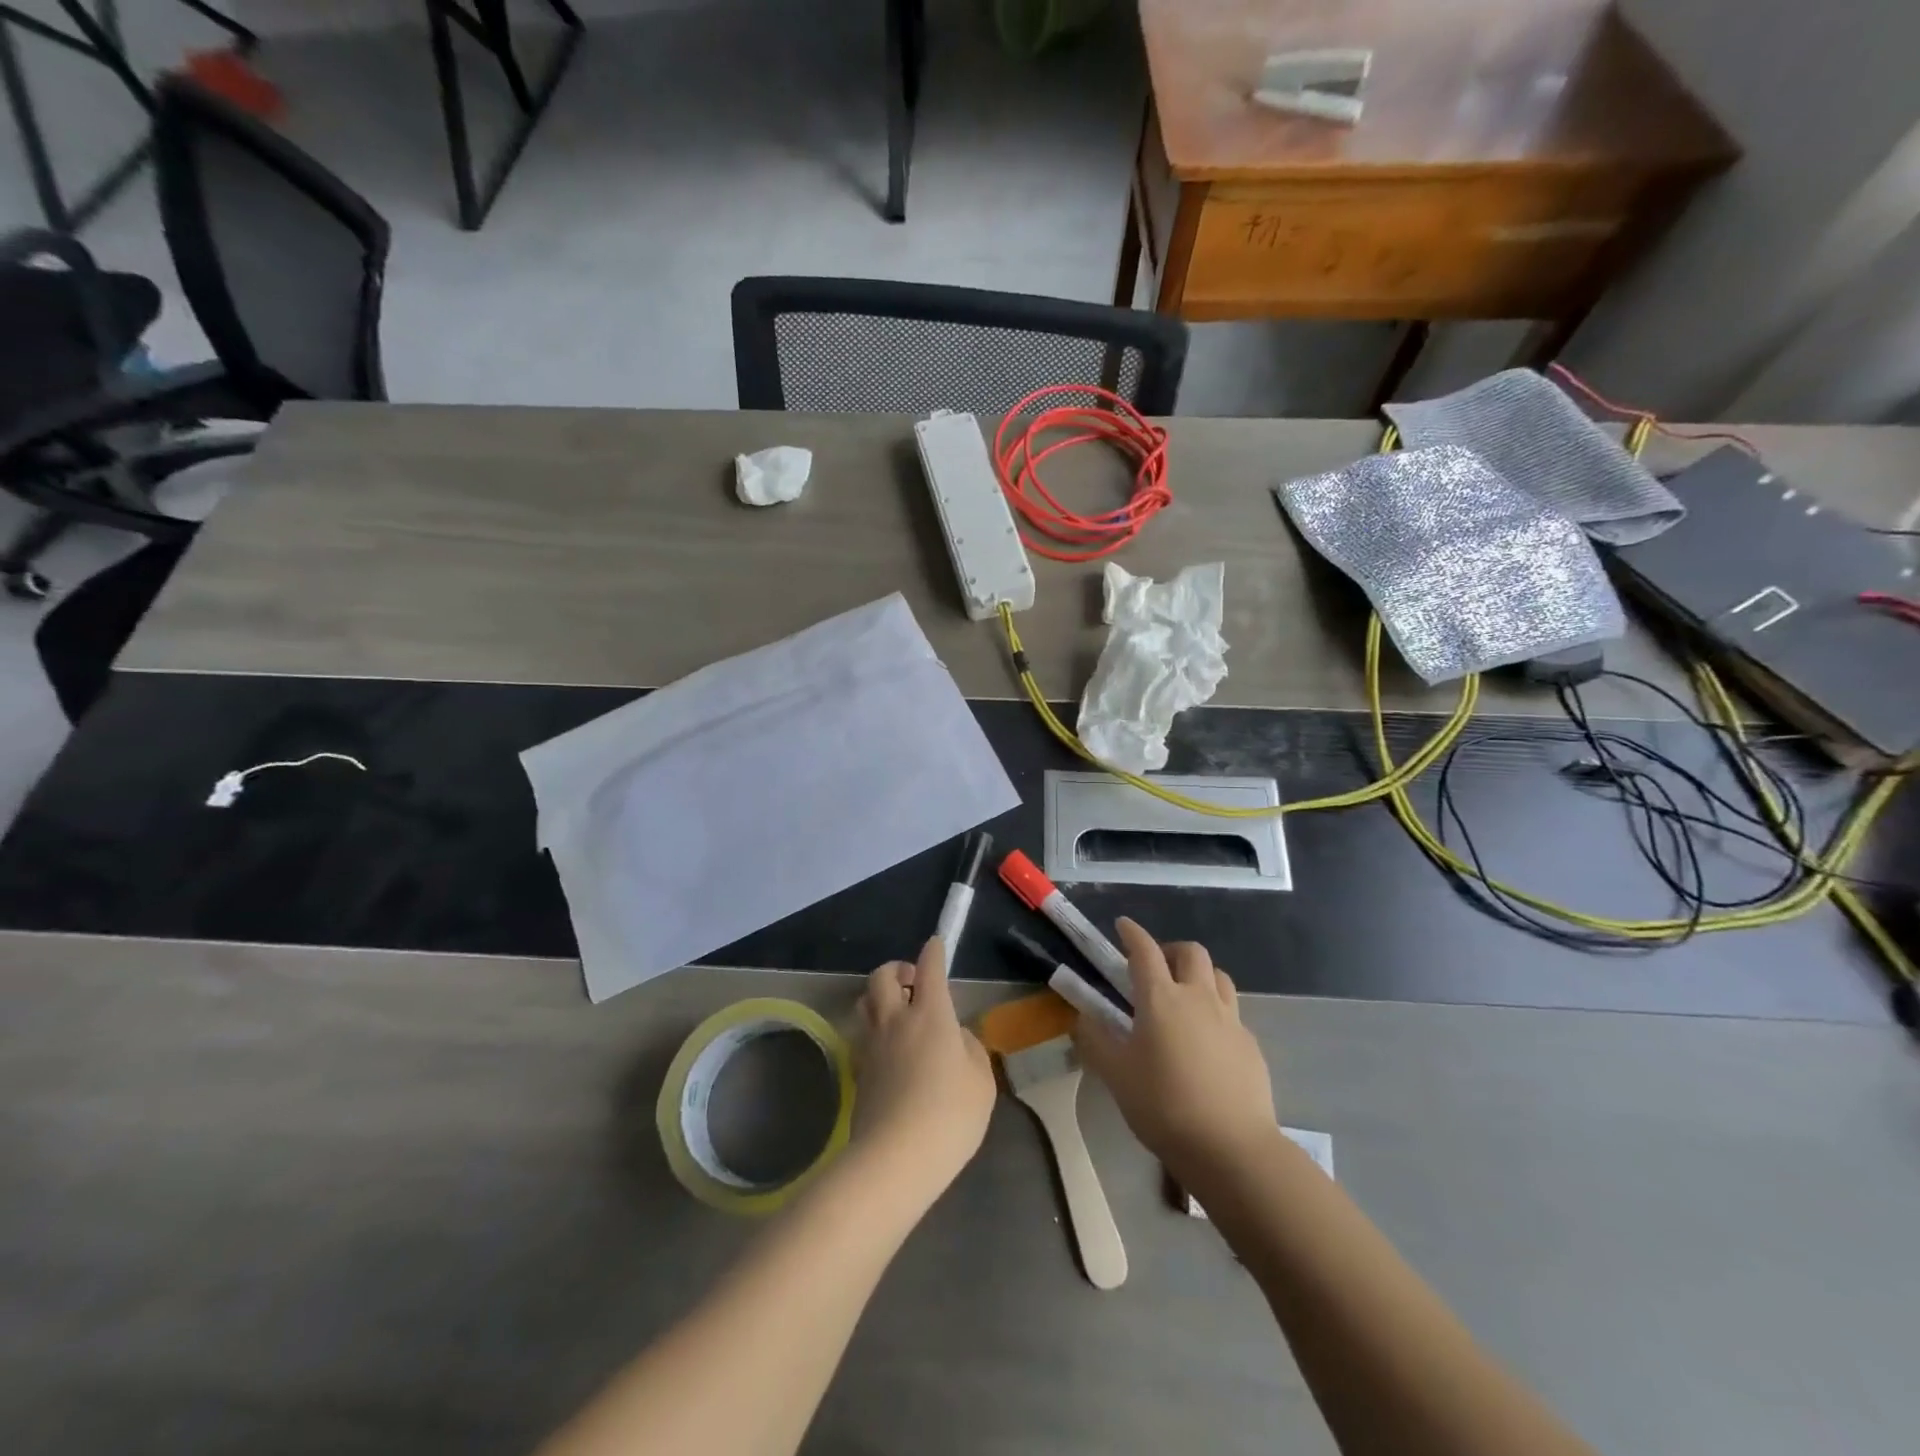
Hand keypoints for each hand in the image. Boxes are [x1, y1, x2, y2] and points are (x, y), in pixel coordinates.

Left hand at [850, 937, 995, 1209]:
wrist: (894, 1159)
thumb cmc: (950, 1115)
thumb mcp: (980, 1081)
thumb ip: (970, 1049)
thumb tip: (956, 1037)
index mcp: (931, 1014)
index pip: (930, 968)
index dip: (933, 952)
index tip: (935, 944)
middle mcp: (895, 1020)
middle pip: (883, 976)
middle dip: (897, 968)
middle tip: (913, 981)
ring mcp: (872, 1045)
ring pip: (865, 1001)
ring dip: (880, 995)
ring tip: (898, 1010)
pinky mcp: (858, 1071)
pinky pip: (863, 1034)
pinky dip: (874, 1029)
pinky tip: (889, 1049)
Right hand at [1072, 918, 1276, 1178]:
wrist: (1232, 1148)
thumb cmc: (1164, 1105)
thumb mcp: (1116, 1075)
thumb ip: (1095, 1040)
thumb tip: (1083, 1017)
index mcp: (1161, 998)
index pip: (1144, 950)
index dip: (1132, 933)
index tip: (1123, 925)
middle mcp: (1198, 998)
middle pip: (1191, 952)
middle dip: (1171, 950)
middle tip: (1156, 967)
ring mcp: (1230, 1019)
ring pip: (1218, 976)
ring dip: (1199, 975)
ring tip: (1184, 996)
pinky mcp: (1250, 1044)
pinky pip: (1232, 1012)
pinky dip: (1216, 1011)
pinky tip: (1207, 1040)